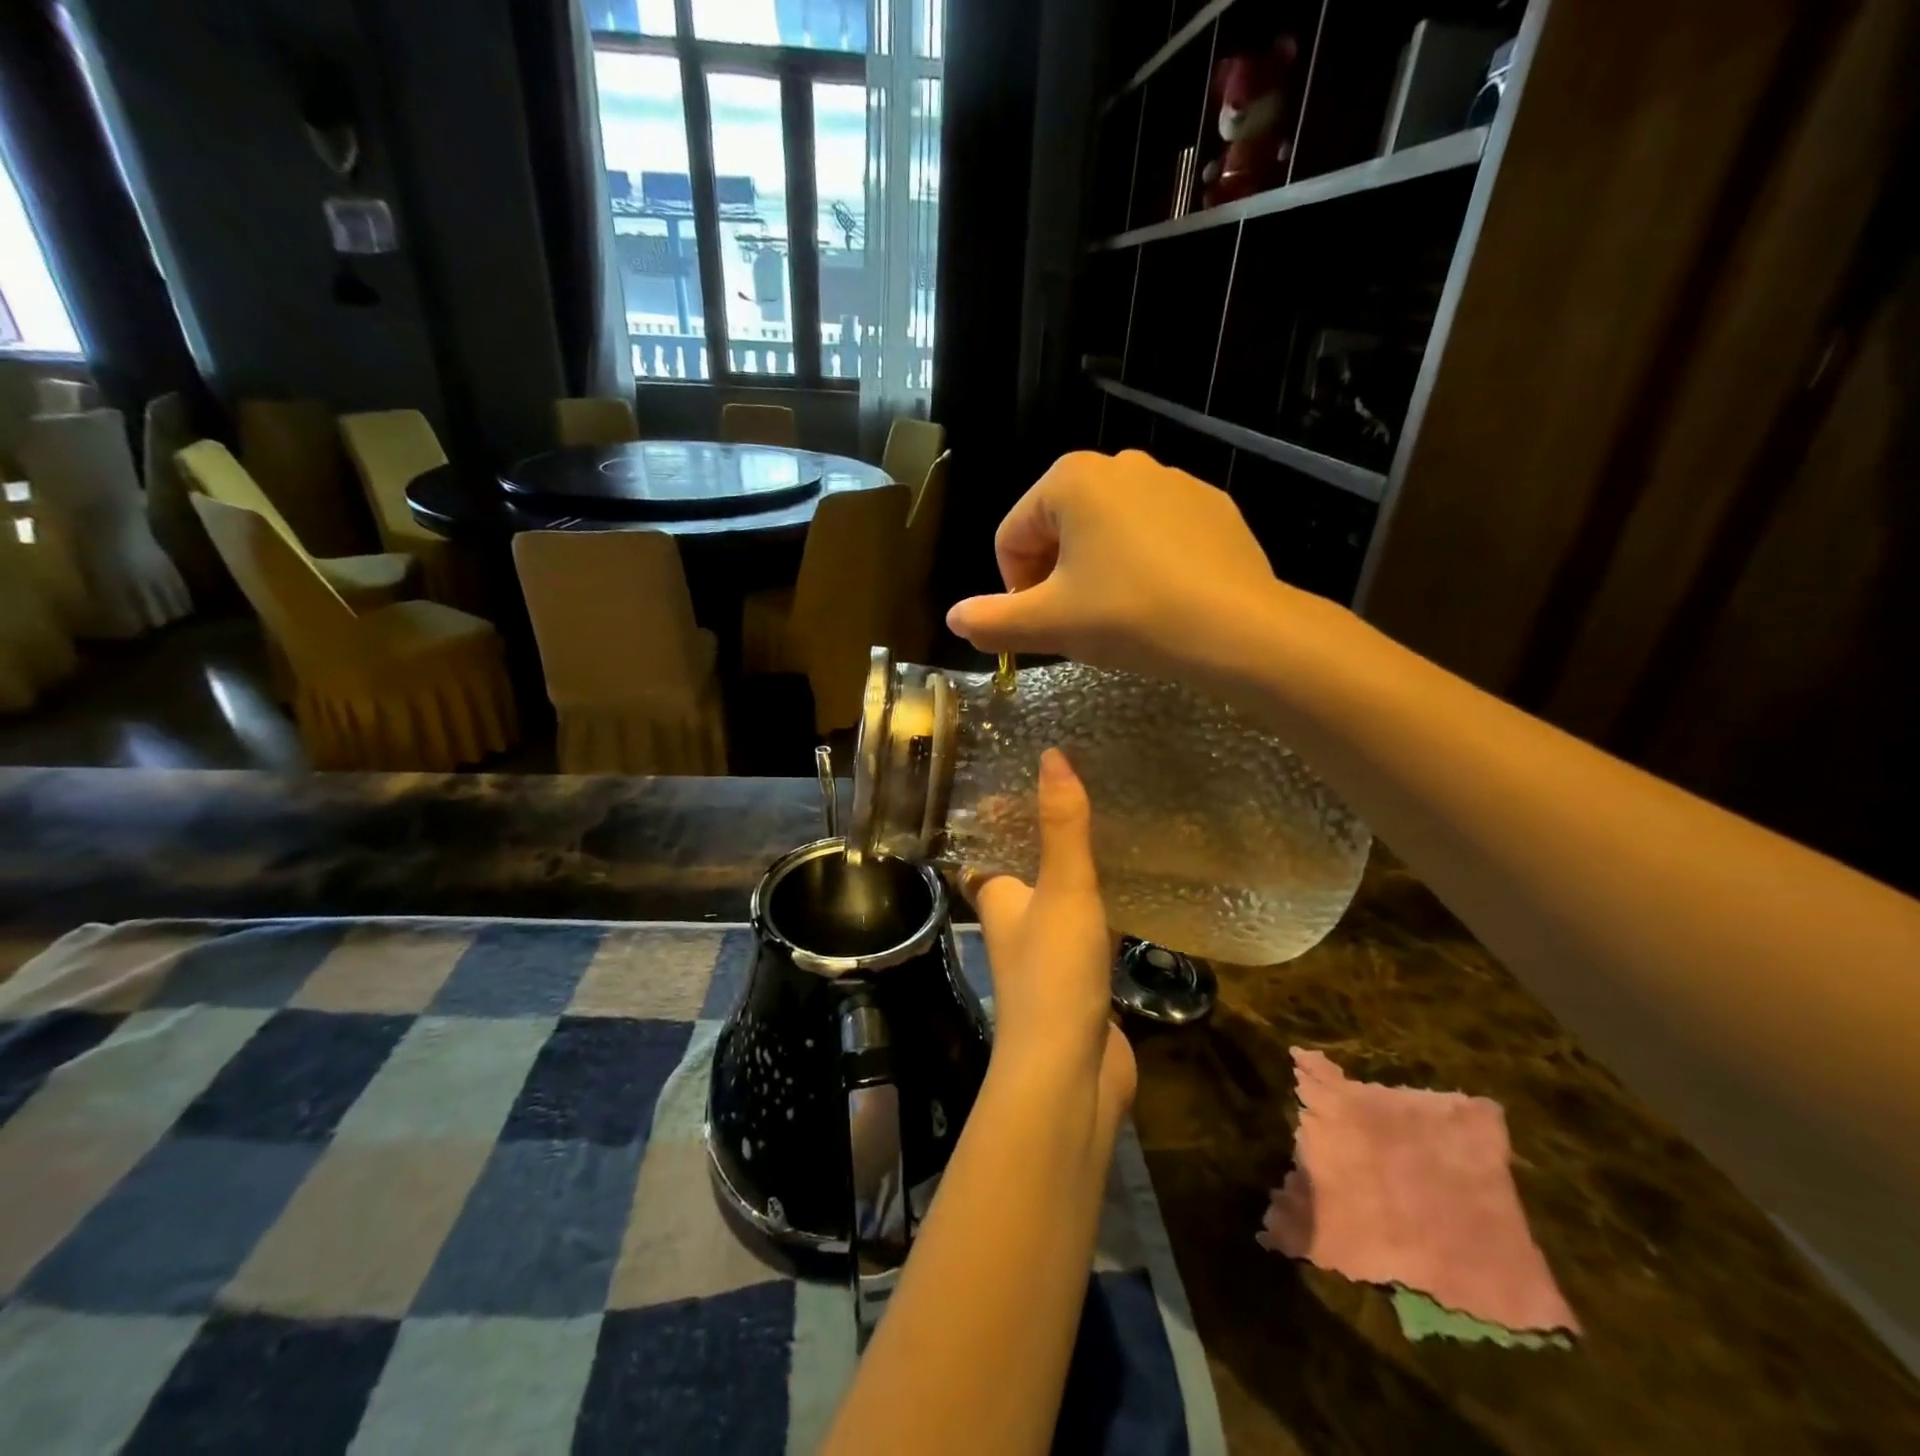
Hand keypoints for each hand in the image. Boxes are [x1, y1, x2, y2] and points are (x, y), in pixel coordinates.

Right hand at [946, 450, 1282, 682]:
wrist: (1235, 628)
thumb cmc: (1128, 615)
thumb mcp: (1048, 624)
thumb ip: (991, 621)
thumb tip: (954, 619)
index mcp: (1070, 479)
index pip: (1012, 536)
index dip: (1013, 587)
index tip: (1038, 624)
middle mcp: (1120, 463)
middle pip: (1058, 527)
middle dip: (1054, 576)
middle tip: (1074, 623)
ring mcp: (1171, 480)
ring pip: (1106, 530)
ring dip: (1095, 570)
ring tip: (1117, 614)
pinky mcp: (1210, 505)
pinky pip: (1153, 533)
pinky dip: (1141, 563)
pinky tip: (1158, 600)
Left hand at [972, 749, 1135, 1129]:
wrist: (1069, 1073)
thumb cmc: (1054, 973)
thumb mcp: (1063, 889)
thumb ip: (1063, 826)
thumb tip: (1053, 755)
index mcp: (998, 898)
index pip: (986, 850)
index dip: (995, 820)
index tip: (1019, 784)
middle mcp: (1015, 925)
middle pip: (1022, 874)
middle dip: (1042, 842)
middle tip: (1076, 799)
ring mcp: (1047, 957)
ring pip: (1057, 904)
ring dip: (1074, 876)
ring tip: (1107, 833)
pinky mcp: (1080, 984)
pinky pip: (1089, 935)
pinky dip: (1102, 913)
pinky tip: (1131, 896)